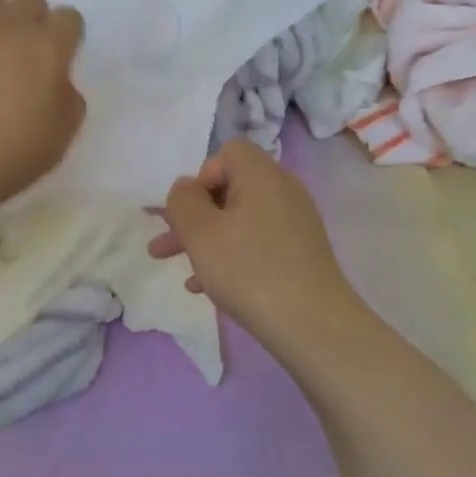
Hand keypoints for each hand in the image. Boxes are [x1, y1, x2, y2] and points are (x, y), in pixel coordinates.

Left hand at [0, 0, 86, 228]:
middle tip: (17, 59)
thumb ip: (67, 102)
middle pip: (27, 0)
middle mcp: (3, 25)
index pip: (68, 19)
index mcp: (44, 49)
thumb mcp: (56, 143)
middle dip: (29, 22)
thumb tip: (57, 83)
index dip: (64, 38)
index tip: (54, 61)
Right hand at [149, 139, 356, 350]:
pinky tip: (207, 287)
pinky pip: (255, 244)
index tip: (188, 211)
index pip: (228, 152)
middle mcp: (283, 192)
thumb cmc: (248, 270)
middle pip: (230, 189)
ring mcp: (294, 224)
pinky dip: (229, 257)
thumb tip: (186, 188)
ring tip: (177, 268)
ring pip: (238, 221)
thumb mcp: (200, 232)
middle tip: (164, 242)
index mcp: (262, 176)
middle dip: (192, 215)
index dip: (201, 176)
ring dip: (205, 240)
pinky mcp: (299, 254)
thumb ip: (183, 201)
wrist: (311, 324)